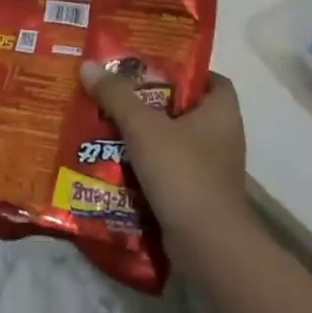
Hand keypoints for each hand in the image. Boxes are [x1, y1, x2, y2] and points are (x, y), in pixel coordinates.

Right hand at [81, 64, 248, 238]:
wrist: (207, 246)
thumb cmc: (183, 173)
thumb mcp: (143, 128)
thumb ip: (116, 96)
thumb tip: (88, 66)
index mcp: (221, 111)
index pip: (209, 77)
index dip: (183, 69)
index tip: (150, 68)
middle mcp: (223, 136)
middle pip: (185, 108)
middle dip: (152, 102)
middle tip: (118, 94)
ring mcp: (213, 169)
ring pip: (175, 141)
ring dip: (146, 136)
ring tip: (109, 125)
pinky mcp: (200, 196)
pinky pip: (171, 170)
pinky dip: (148, 166)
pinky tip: (118, 163)